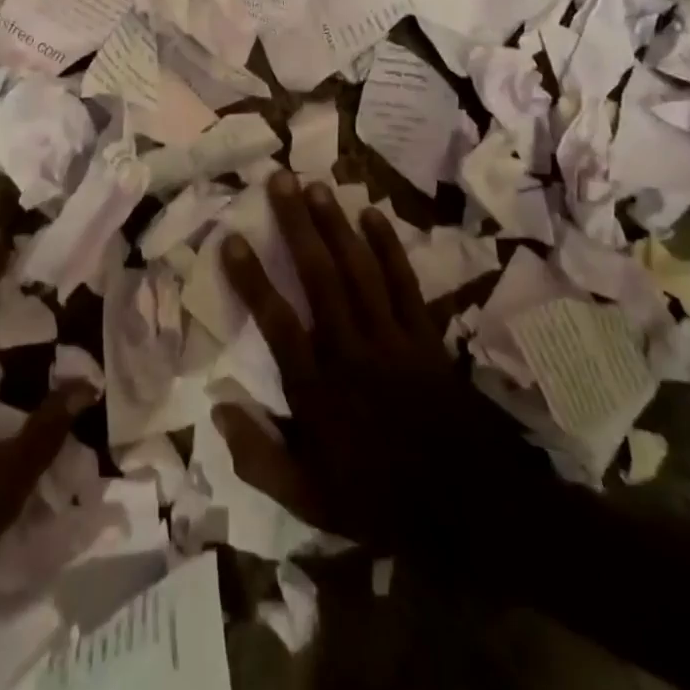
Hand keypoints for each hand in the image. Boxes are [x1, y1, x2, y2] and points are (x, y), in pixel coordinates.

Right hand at [215, 170, 550, 565]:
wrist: (472, 509)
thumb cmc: (381, 500)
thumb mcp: (310, 501)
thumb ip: (260, 459)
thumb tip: (217, 411)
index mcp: (318, 389)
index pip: (277, 322)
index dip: (252, 278)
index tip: (231, 238)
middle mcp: (351, 350)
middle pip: (318, 277)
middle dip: (296, 225)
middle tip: (279, 180)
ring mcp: (391, 338)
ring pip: (358, 270)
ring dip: (336, 224)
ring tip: (315, 185)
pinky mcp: (424, 334)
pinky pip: (404, 282)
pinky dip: (388, 247)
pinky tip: (371, 214)